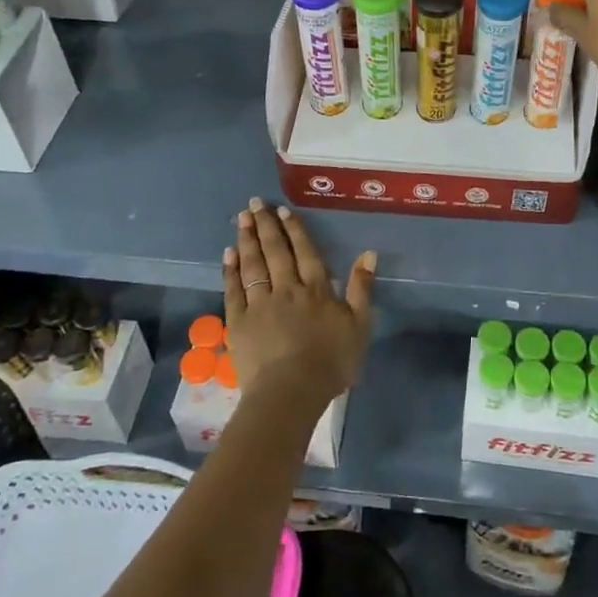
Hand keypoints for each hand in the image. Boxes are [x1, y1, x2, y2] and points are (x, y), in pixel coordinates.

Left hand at [223, 198, 374, 412]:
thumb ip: (362, 288)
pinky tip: (228, 254)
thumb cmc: (331, 363)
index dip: (294, 230)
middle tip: (254, 204)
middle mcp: (287, 289)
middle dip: (266, 225)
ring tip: (241, 218)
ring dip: (247, 239)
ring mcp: (260, 304)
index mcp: (316, 290)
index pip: (304, 252)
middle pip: (275, 252)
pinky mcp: (238, 322)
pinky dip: (231, 270)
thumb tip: (368, 253)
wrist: (291, 392)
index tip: (282, 210)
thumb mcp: (360, 326)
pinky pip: (233, 290)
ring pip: (253, 265)